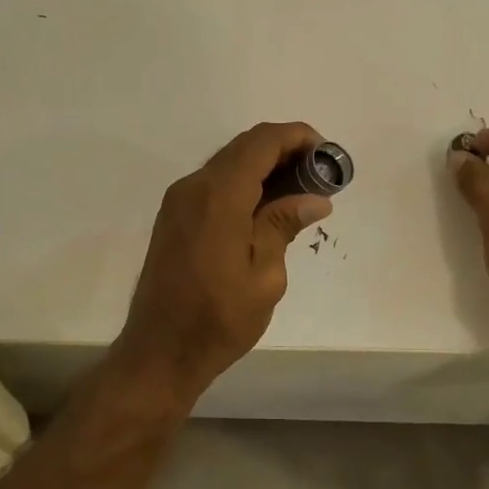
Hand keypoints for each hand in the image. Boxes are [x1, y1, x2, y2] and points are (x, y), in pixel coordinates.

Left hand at [116, 122, 332, 402]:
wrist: (160, 350)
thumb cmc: (219, 319)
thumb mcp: (264, 276)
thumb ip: (283, 225)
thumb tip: (315, 198)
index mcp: (218, 196)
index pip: (262, 142)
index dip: (297, 137)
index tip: (327, 155)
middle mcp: (193, 187)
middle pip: (244, 147)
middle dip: (284, 152)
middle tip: (319, 178)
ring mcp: (178, 201)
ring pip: (227, 164)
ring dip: (263, 168)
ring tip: (299, 194)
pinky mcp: (173, 218)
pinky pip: (213, 185)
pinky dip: (243, 185)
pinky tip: (266, 210)